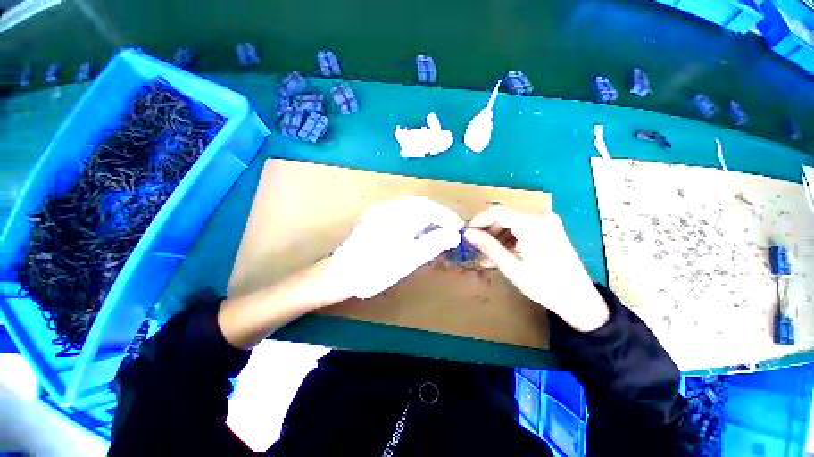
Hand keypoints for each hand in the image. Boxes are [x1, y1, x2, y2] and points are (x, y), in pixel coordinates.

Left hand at [326, 196, 464, 298]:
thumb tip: (453, 234)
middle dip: (438, 214)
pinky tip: (418, 229)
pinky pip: (401, 211)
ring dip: (427, 215)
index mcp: (397, 216)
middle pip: (420, 204)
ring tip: (438, 228)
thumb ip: (432, 244)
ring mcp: (380, 211)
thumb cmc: (375, 270)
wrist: (342, 274)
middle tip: (450, 227)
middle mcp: (388, 207)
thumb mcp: (407, 260)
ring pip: (411, 206)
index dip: (446, 216)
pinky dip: (415, 217)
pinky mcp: (376, 217)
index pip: (429, 208)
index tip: (457, 227)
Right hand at [463, 206, 609, 332]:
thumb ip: (488, 246)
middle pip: (504, 216)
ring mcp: (547, 222)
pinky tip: (503, 253)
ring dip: (497, 236)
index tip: (467, 234)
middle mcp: (541, 217)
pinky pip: (522, 228)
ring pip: (511, 222)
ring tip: (488, 255)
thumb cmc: (544, 285)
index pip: (497, 212)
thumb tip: (467, 233)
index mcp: (532, 225)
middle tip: (477, 248)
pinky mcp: (549, 228)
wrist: (579, 299)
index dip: (478, 220)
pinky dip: (509, 239)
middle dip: (488, 231)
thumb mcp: (511, 267)